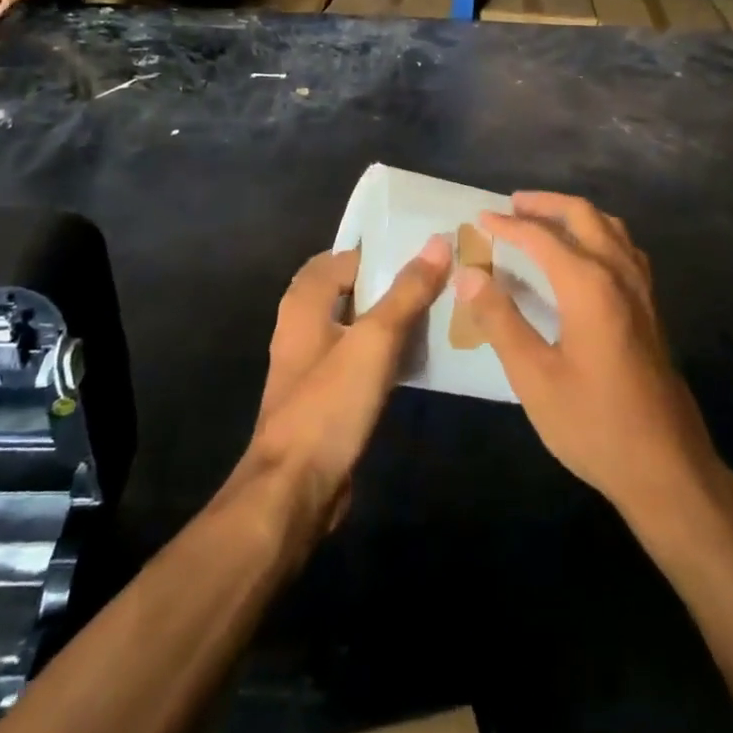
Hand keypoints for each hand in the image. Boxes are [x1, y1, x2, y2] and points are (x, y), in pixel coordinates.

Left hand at [242, 239, 449, 534]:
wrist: (293, 490)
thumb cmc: (329, 405)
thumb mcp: (375, 342)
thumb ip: (406, 292)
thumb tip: (437, 242)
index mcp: (305, 301)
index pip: (348, 256)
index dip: (385, 250)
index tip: (428, 248)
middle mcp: (303, 323)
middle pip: (353, 288)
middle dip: (392, 281)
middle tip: (440, 276)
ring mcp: (312, 362)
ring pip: (358, 323)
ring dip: (391, 315)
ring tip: (438, 308)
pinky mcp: (325, 394)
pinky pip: (359, 356)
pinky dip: (385, 348)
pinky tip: (418, 354)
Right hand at [460, 193, 721, 523]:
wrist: (667, 467)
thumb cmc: (593, 424)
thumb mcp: (534, 377)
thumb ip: (500, 320)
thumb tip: (469, 274)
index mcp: (589, 285)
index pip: (541, 237)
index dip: (507, 225)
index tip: (478, 219)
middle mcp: (619, 273)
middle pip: (583, 215)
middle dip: (545, 204)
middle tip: (511, 206)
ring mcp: (641, 289)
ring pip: (609, 226)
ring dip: (575, 214)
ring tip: (544, 220)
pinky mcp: (651, 307)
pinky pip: (624, 247)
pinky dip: (598, 233)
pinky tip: (585, 254)